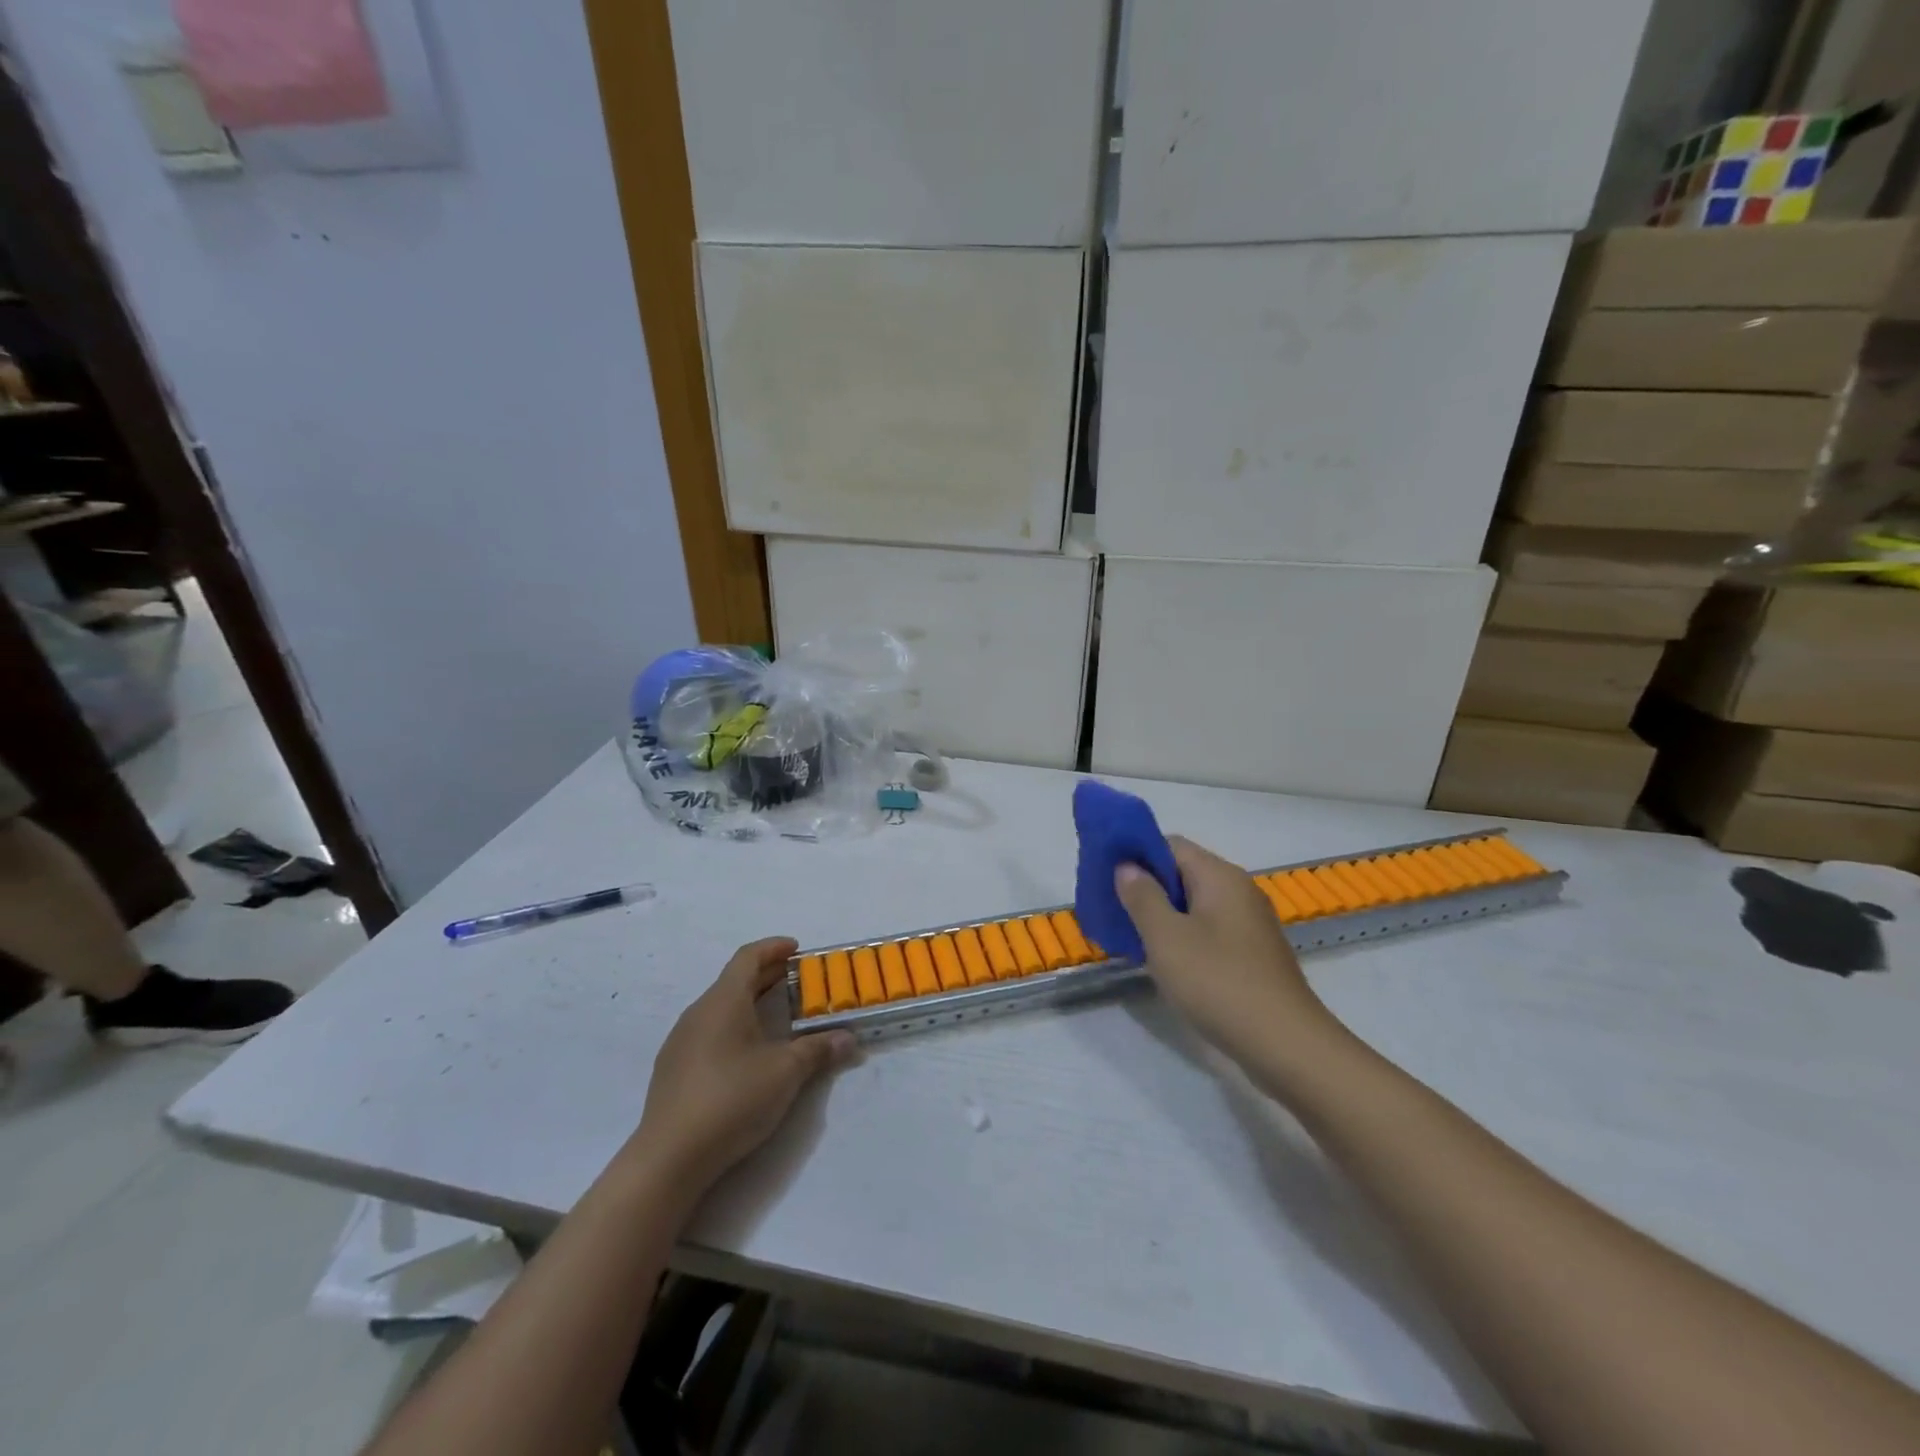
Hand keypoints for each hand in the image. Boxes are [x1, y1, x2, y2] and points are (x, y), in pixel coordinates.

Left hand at [635, 937, 854, 1190]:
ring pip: (721, 1007)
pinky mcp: (673, 1069)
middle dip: (768, 976)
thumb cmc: (731, 1099)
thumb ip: (818, 1050)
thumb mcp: (785, 1072)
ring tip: (778, 1015)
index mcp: (723, 1001)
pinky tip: (748, 1053)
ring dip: (750, 1002)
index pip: (748, 957)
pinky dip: (734, 1027)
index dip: (774, 947)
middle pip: (735, 980)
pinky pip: (709, 1031)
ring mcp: (681, 1041)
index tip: (797, 949)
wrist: (669, 1158)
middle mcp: (698, 1012)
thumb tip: (848, 1039)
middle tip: (798, 981)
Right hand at [1115, 837, 1340, 1073]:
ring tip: (1129, 937)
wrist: (1286, 1046)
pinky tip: (1163, 963)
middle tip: (1111, 909)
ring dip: (1161, 916)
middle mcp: (1238, 891)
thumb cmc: (1219, 983)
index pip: (1170, 845)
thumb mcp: (1167, 937)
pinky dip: (1182, 938)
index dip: (1135, 854)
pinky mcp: (1251, 955)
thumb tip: (1127, 866)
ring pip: (1193, 906)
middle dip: (1144, 888)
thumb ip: (1142, 896)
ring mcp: (1248, 925)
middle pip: (1182, 873)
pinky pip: (1207, 932)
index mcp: (1219, 876)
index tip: (1105, 876)